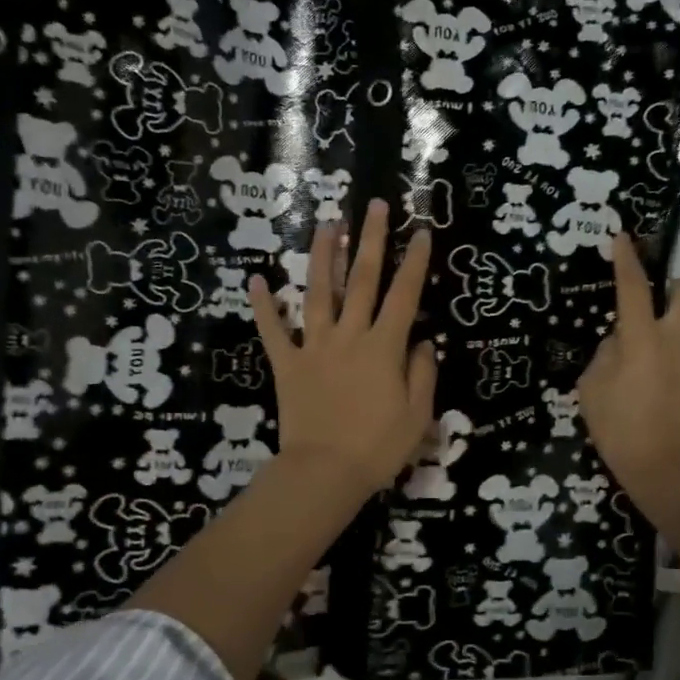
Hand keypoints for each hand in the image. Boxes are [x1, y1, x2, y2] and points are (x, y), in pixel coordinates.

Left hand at [250, 199, 436, 499]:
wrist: (324, 473)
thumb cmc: (377, 448)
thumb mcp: (417, 415)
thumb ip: (423, 373)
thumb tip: (424, 341)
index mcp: (384, 347)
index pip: (404, 295)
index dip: (414, 261)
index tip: (420, 231)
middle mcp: (349, 336)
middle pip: (361, 280)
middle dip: (370, 240)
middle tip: (373, 205)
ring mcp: (314, 347)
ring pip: (318, 293)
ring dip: (323, 257)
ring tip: (327, 225)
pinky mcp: (287, 364)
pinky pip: (273, 331)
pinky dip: (263, 306)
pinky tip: (256, 279)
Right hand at [578, 233, 679, 504]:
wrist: (666, 469)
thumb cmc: (620, 427)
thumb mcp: (592, 388)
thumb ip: (605, 355)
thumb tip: (619, 343)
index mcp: (643, 339)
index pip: (634, 288)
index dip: (626, 260)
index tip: (622, 237)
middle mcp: (676, 341)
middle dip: (676, 284)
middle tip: (654, 301)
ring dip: (666, 333)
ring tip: (639, 368)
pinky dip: (669, 362)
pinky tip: (652, 392)